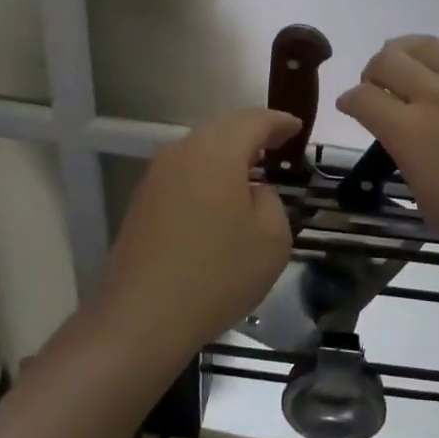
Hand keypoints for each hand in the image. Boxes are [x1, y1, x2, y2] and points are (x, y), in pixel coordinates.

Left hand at [94, 108, 300, 359]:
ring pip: (201, 148)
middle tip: (278, 146)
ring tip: (252, 171)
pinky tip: (219, 198)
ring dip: (229, 154)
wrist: (141, 317)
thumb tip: (254, 192)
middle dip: (253, 133)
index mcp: (217, 151)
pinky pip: (185, 171)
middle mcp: (183, 151)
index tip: (297, 128)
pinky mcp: (143, 200)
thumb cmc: (216, 275)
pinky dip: (208, 173)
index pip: (254, 120)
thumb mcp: (271, 240)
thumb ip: (272, 202)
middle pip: (224, 128)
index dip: (279, 122)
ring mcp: (157, 175)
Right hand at [337, 28, 438, 285]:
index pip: (363, 99)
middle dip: (373, 70)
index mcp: (410, 133)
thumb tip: (408, 142)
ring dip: (406, 48)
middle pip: (388, 61)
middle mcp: (436, 98)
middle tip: (377, 83)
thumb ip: (410, 163)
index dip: (350, 100)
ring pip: (428, 45)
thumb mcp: (429, 204)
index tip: (351, 105)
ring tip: (404, 57)